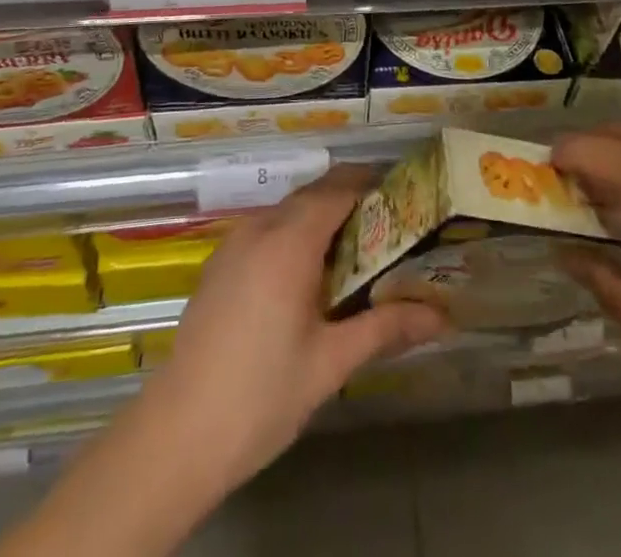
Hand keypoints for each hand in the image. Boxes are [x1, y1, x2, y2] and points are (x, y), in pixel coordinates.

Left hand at [137, 164, 449, 490]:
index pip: (338, 190)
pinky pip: (265, 230)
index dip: (372, 185)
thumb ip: (386, 328)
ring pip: (287, 211)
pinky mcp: (219, 264)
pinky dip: (294, 234)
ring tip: (355, 251)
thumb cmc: (262, 395)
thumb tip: (442, 317)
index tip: (405, 196)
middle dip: (351, 201)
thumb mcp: (331, 363)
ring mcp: (233, 244)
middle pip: (312, 195)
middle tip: (389, 226)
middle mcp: (259, 228)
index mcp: (289, 242)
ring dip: (321, 218)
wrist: (178, 434)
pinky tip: (307, 276)